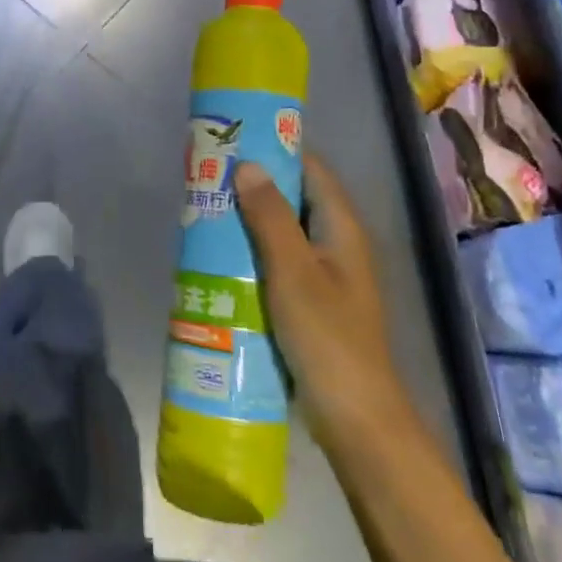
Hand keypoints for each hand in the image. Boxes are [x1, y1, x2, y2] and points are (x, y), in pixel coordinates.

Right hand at [234, 154, 403, 458]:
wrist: (356, 419)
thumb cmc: (327, 339)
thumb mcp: (294, 272)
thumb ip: (271, 217)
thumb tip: (248, 165)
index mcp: (342, 228)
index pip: (311, 170)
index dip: (276, 151)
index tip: (234, 142)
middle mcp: (337, 245)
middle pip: (295, 199)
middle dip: (254, 187)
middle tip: (208, 178)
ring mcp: (326, 276)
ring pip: (284, 233)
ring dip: (250, 222)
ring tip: (205, 212)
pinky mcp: (312, 304)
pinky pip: (279, 264)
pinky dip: (253, 254)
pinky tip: (220, 259)